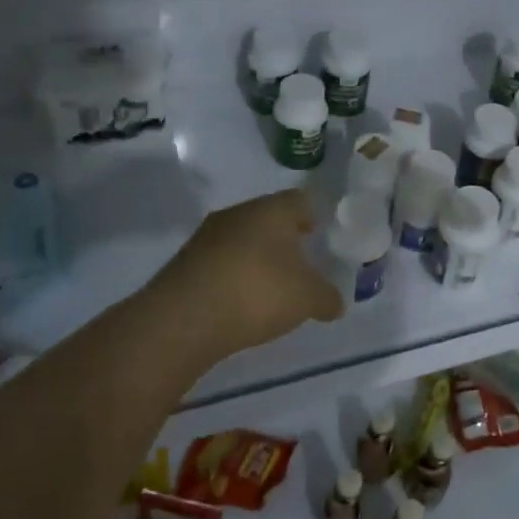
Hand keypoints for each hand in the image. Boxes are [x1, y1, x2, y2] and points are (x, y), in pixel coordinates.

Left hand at [147, 189, 343, 358]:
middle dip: (282, 236)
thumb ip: (327, 297)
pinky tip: (239, 299)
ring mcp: (206, 236)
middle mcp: (238, 214)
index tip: (317, 232)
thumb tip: (335, 303)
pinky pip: (219, 261)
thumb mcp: (307, 299)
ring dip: (254, 256)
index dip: (310, 214)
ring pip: (240, 238)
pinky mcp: (185, 262)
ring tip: (269, 284)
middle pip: (266, 217)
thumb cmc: (257, 293)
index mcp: (271, 211)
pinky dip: (233, 274)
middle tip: (298, 259)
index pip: (298, 200)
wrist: (183, 318)